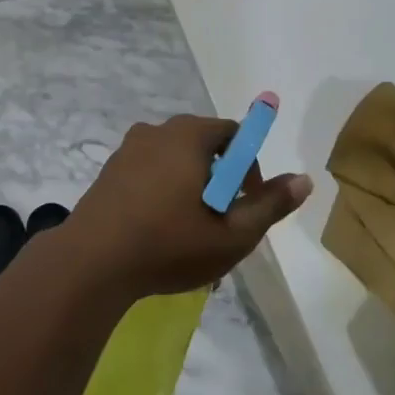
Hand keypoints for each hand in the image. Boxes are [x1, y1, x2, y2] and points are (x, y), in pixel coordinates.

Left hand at [68, 114, 311, 299]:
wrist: (90, 263)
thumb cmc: (168, 244)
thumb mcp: (232, 234)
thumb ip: (270, 205)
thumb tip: (304, 180)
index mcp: (189, 136)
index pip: (234, 134)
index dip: (249, 167)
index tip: (246, 204)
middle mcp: (157, 131)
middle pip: (203, 146)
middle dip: (220, 180)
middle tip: (222, 223)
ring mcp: (128, 150)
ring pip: (175, 162)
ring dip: (191, 189)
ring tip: (191, 234)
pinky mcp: (108, 172)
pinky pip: (149, 173)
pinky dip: (163, 193)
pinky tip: (159, 232)